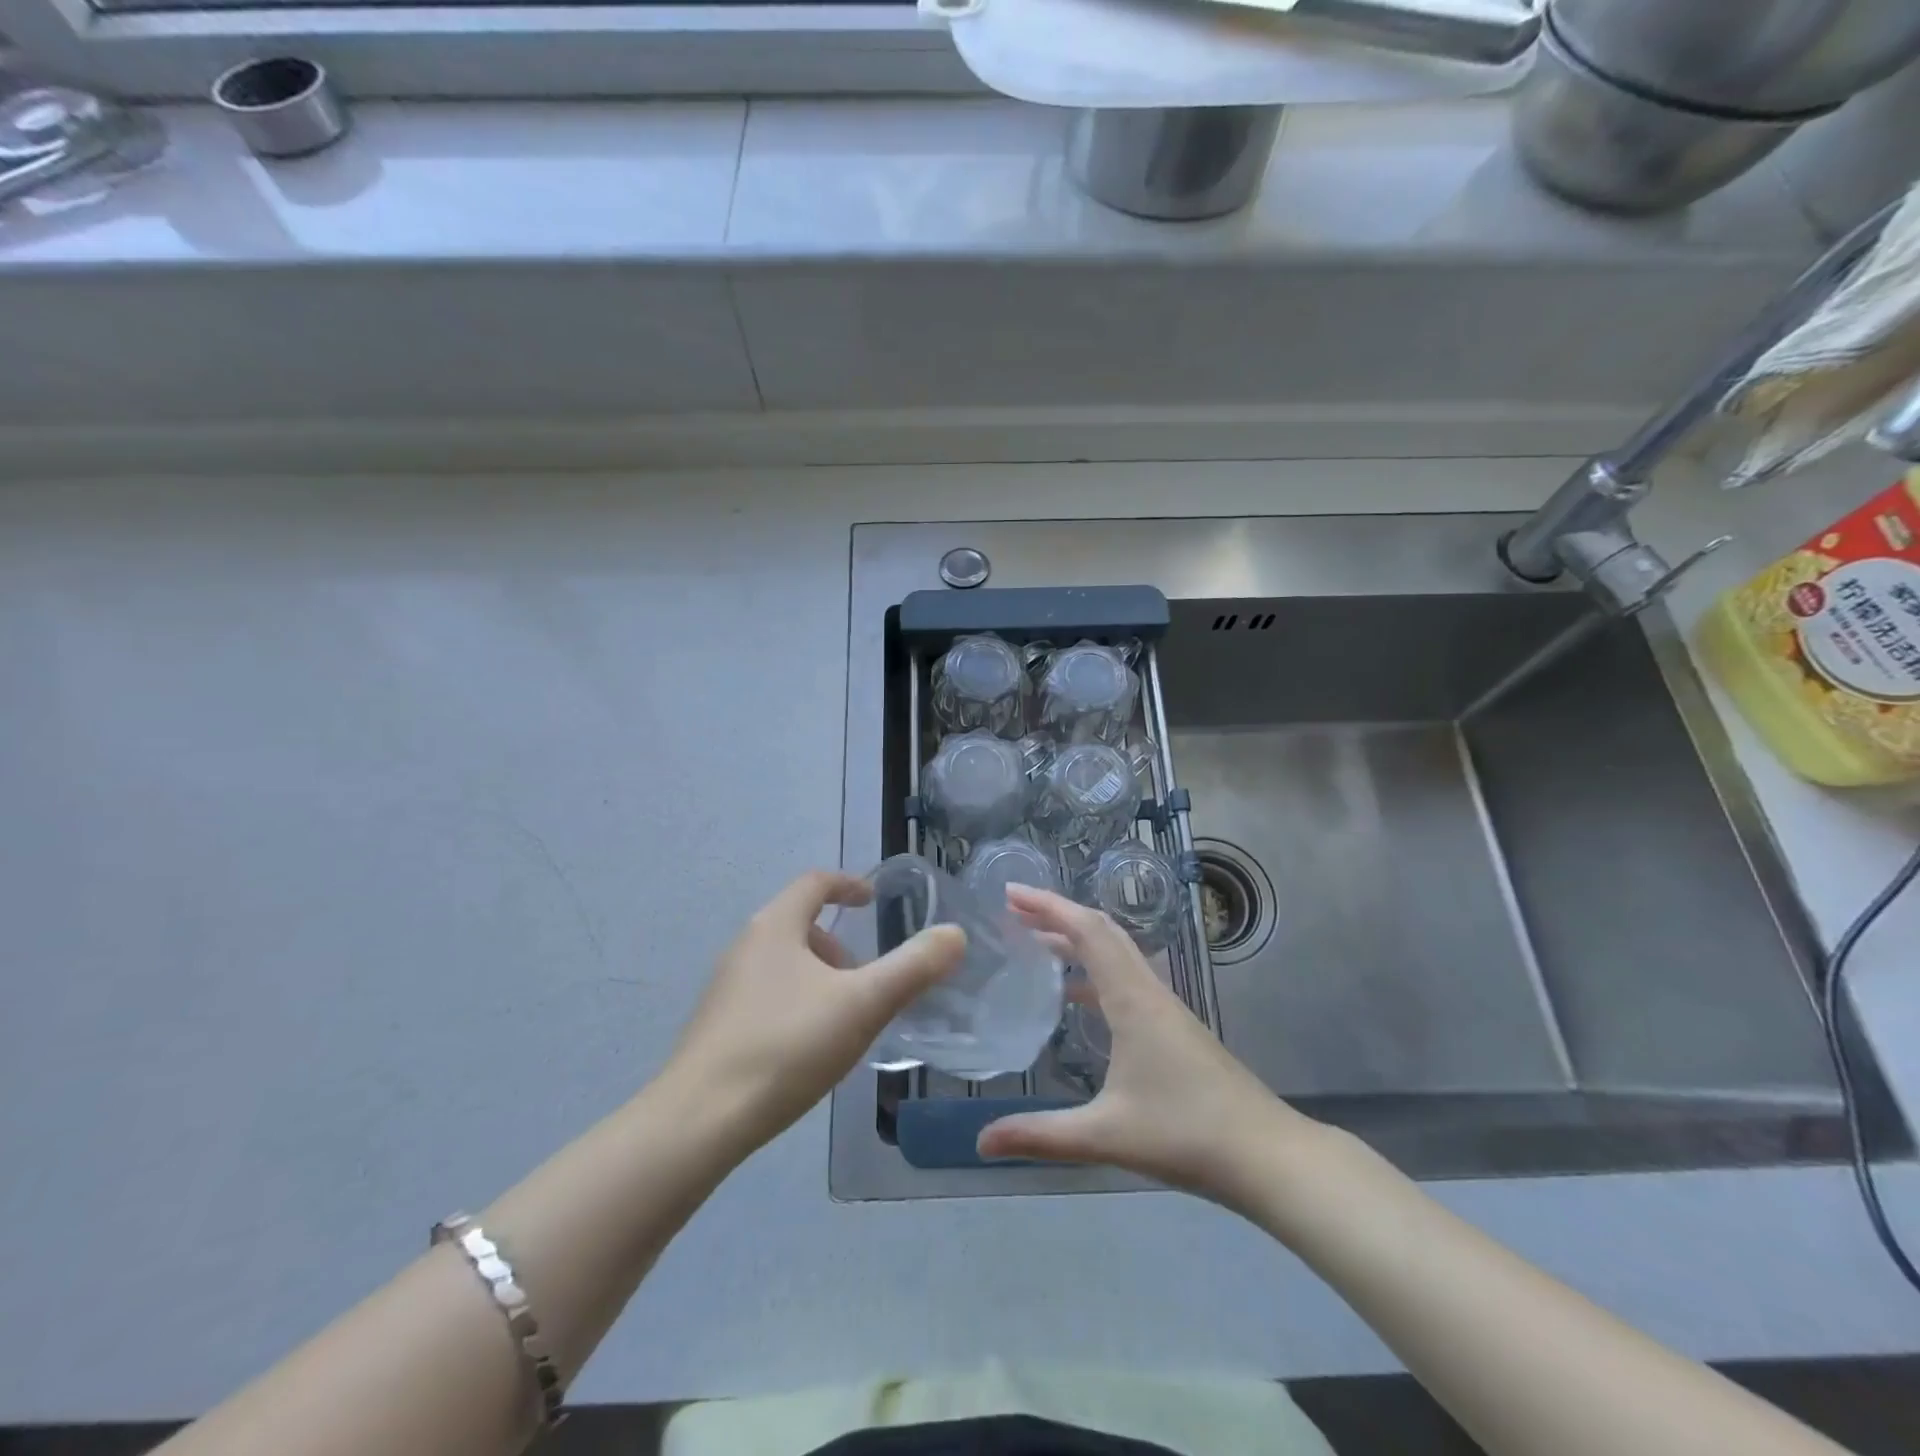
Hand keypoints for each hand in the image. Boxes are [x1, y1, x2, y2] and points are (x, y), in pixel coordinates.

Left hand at [665, 870, 965, 1153]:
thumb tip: (954, 934)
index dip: (847, 884)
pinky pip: (767, 995)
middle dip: (838, 941)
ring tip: (845, 1016)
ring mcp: (725, 987)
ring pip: (783, 962)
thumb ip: (913, 968)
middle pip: (798, 923)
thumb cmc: (786, 1047)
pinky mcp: (717, 1026)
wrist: (699, 1122)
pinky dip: (797, 1001)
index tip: (873, 899)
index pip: (814, 883)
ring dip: (819, 975)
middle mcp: (745, 946)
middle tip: (867, 975)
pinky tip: (809, 1047)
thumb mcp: (862, 1005)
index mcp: (775, 927)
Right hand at [977, 886, 1310, 1205]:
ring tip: (1035, 944)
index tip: (1011, 892)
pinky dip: (1094, 969)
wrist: (1267, 1154)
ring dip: (1076, 939)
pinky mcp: (1174, 1026)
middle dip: (1057, 914)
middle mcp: (1148, 990)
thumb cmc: (1186, 1134)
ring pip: (1117, 952)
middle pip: (1102, 931)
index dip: (1048, 905)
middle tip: (1014, 911)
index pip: (1087, 931)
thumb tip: (981, 1142)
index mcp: (1131, 999)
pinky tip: (1076, 998)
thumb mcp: (1106, 1135)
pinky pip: (1126, 977)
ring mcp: (1165, 1007)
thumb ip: (1041, 1136)